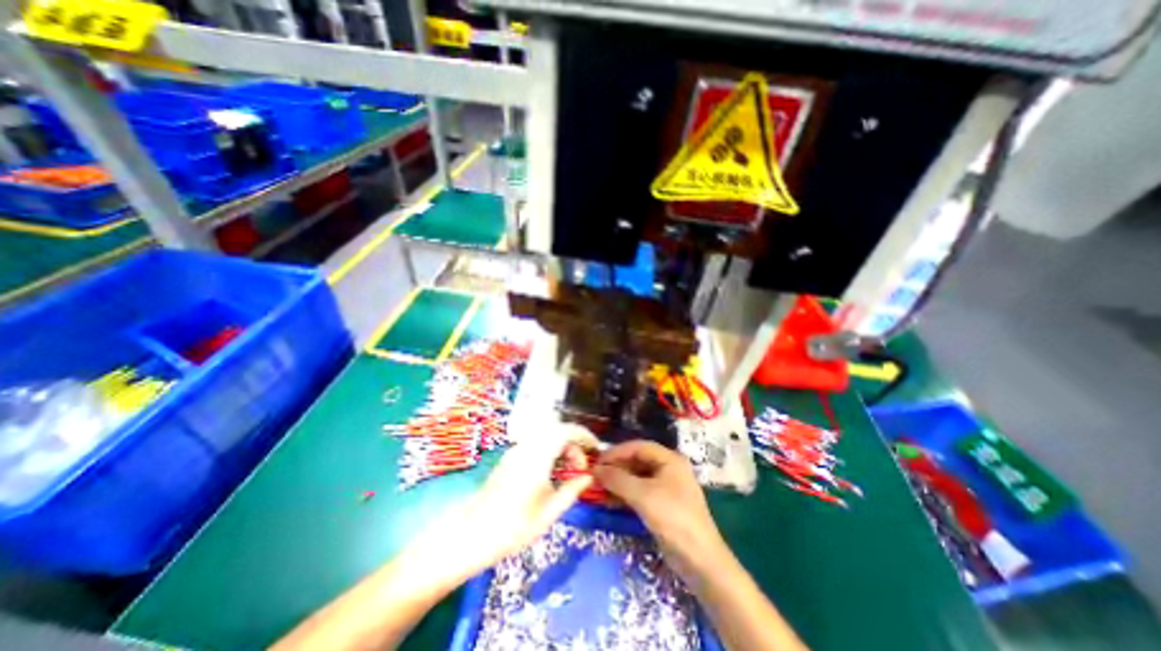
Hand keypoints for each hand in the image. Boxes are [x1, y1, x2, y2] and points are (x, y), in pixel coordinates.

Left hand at [410, 424, 591, 581]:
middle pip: (557, 430)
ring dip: (562, 446)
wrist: (469, 536)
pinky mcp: (509, 458)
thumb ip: (571, 490)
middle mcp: (526, 447)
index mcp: (538, 456)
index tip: (596, 449)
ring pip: (546, 436)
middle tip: (581, 467)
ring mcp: (515, 451)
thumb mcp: (549, 513)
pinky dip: (550, 450)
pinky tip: (551, 473)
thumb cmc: (512, 528)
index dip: (584, 435)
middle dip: (574, 443)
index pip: (566, 430)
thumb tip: (589, 476)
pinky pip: (535, 444)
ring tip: (569, 471)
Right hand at [599, 441, 721, 582]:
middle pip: (637, 461)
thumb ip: (618, 479)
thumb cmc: (673, 518)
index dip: (616, 452)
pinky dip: (625, 494)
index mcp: (669, 459)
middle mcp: (668, 468)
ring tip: (599, 489)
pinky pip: (640, 492)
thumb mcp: (643, 495)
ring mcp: (666, 487)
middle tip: (595, 476)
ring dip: (618, 482)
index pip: (638, 447)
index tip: (597, 461)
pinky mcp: (662, 504)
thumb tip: (595, 469)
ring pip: (637, 477)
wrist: (700, 560)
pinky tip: (611, 501)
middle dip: (616, 467)